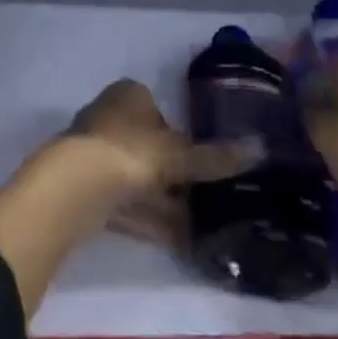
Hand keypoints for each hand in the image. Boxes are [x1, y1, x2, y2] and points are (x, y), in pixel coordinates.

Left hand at [62, 79, 259, 247]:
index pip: (157, 107)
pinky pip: (125, 203)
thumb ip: (215, 157)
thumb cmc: (130, 152)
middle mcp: (107, 116)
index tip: (201, 158)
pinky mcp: (86, 187)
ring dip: (164, 202)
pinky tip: (177, 243)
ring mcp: (94, 152)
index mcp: (128, 95)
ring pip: (136, 177)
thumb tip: (261, 149)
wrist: (76, 186)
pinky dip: (149, 221)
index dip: (179, 132)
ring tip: (200, 228)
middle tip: (206, 197)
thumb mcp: (179, 154)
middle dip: (173, 173)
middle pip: (147, 145)